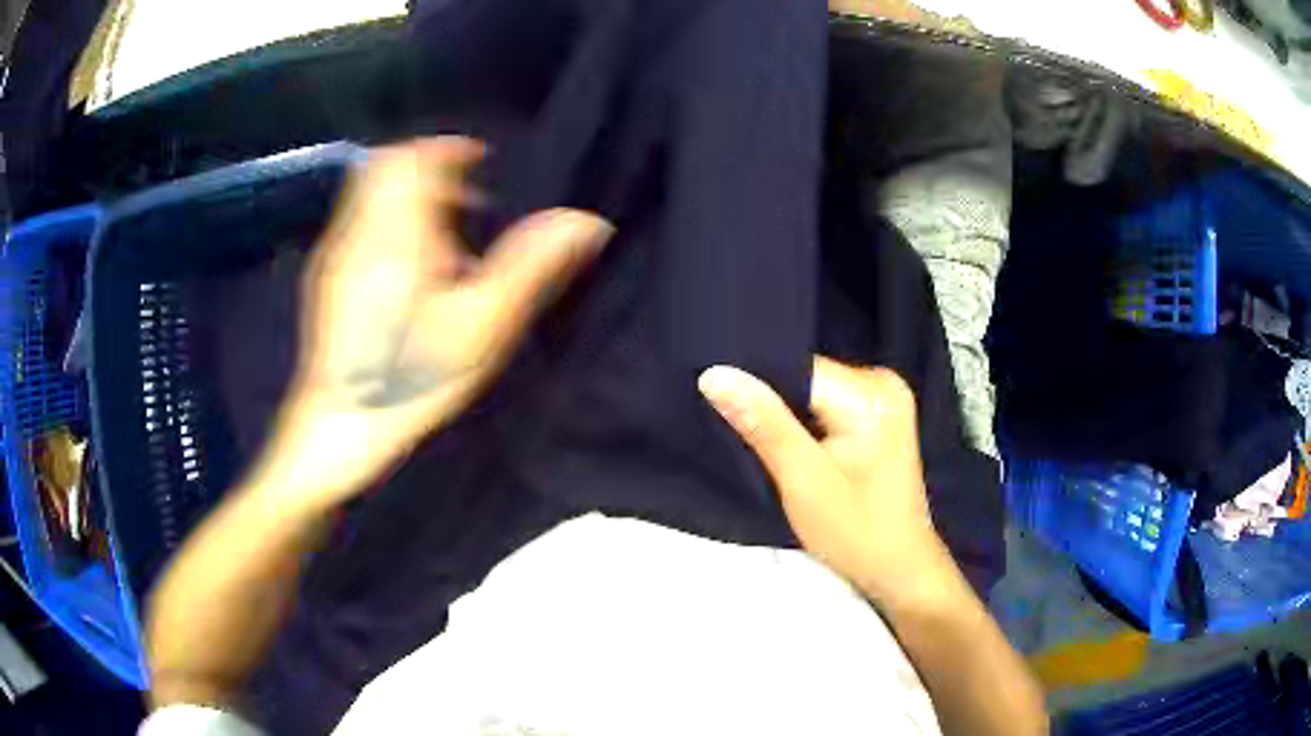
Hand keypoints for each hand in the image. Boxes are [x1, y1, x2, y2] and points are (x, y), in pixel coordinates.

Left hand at [254, 138, 613, 510]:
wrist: (337, 428)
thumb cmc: (410, 378)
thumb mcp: (481, 327)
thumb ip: (531, 266)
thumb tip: (587, 222)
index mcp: (395, 233)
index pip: (413, 156)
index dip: (447, 148)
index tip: (479, 160)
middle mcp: (358, 232)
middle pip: (387, 166)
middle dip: (428, 169)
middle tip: (466, 202)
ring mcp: (334, 255)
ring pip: (370, 194)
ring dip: (409, 197)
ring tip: (444, 242)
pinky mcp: (325, 280)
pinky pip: (359, 224)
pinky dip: (388, 223)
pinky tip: (410, 274)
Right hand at [697, 357, 952, 603]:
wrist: (899, 568)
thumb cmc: (855, 533)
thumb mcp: (803, 481)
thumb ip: (763, 423)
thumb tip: (715, 374)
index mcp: (872, 394)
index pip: (797, 367)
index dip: (756, 386)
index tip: (720, 407)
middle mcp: (883, 383)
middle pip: (806, 376)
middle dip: (772, 403)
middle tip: (740, 432)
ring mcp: (885, 398)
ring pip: (813, 391)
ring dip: (786, 415)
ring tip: (765, 443)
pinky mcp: (879, 415)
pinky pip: (827, 404)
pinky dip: (805, 424)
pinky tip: (792, 446)